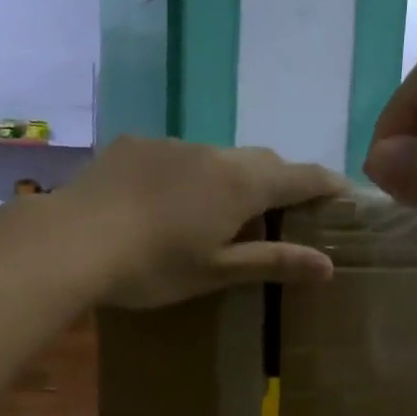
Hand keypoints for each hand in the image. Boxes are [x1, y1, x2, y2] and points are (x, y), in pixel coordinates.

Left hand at [66, 136, 347, 308]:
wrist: (72, 241)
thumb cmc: (154, 266)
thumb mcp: (217, 271)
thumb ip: (273, 262)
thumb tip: (328, 266)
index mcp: (241, 184)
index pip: (300, 177)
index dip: (326, 185)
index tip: (343, 194)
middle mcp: (213, 153)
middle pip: (262, 161)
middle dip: (280, 181)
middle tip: (282, 212)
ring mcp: (171, 144)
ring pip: (218, 156)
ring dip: (232, 178)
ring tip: (220, 211)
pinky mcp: (135, 145)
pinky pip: (178, 155)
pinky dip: (190, 174)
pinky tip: (168, 201)